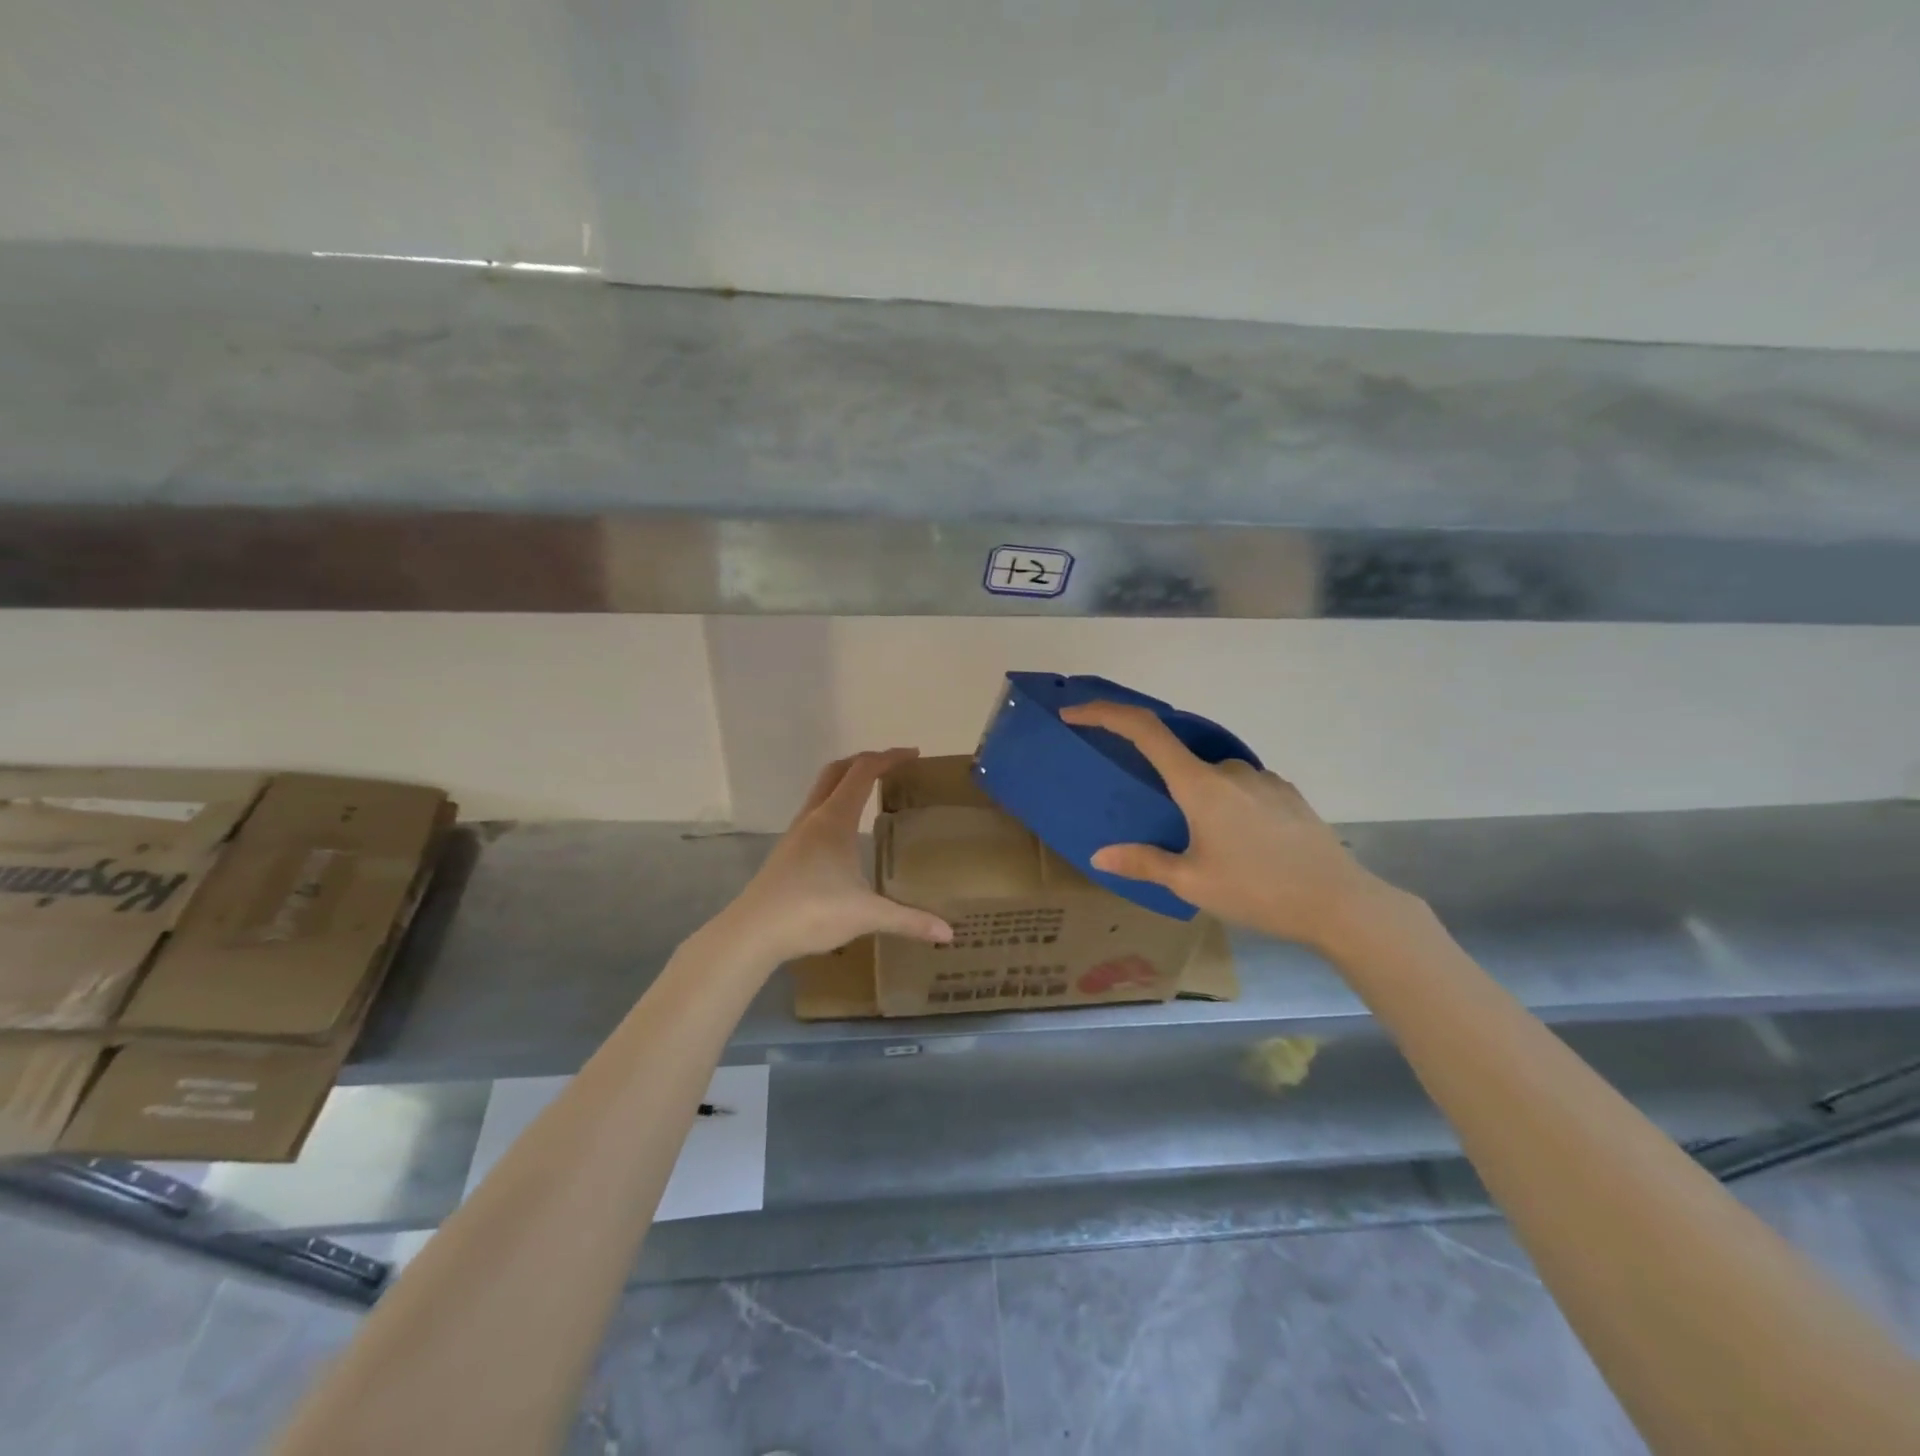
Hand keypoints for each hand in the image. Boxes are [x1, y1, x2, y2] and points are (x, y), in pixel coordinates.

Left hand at [715, 749, 953, 963]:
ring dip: (847, 782)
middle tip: (894, 767)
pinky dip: (836, 806)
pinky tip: (847, 834)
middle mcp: (813, 818)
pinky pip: (816, 813)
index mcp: (834, 819)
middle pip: (837, 771)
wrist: (752, 933)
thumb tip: (948, 932)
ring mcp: (796, 834)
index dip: (889, 758)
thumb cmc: (811, 912)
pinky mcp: (787, 852)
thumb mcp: (866, 915)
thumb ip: (908, 919)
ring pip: (822, 791)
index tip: (914, 755)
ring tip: (873, 794)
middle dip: (866, 761)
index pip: (863, 771)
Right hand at [1059, 702, 1395, 951]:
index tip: (1076, 713)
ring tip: (1206, 848)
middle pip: (1179, 759)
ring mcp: (1263, 778)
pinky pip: (1242, 787)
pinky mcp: (1286, 793)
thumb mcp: (1193, 883)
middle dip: (1161, 783)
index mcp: (1200, 785)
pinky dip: (1226, 804)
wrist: (1340, 902)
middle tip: (1160, 823)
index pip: (1144, 731)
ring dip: (1197, 799)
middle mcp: (1230, 769)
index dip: (1105, 714)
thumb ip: (1144, 862)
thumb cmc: (1258, 891)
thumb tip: (1099, 855)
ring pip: (1213, 777)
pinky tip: (1239, 844)